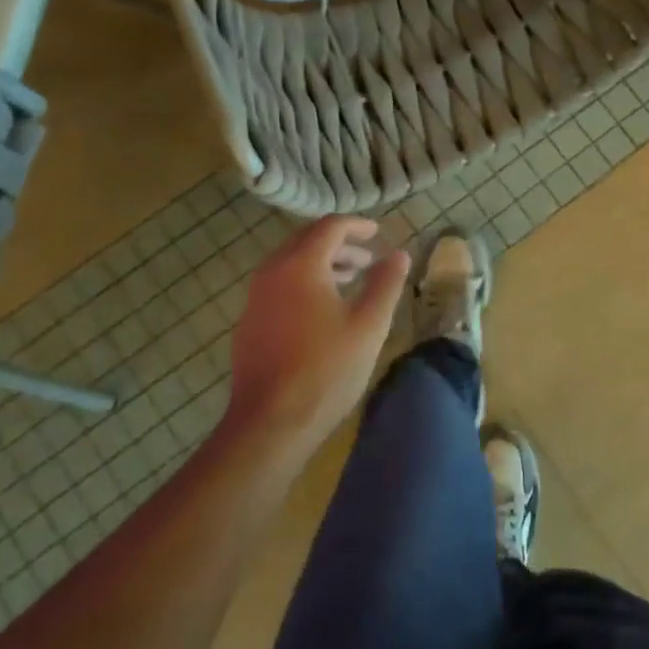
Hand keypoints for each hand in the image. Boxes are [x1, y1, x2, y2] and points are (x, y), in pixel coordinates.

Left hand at [226, 217, 409, 458]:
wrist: (270, 422)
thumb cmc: (326, 370)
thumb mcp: (369, 325)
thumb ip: (386, 283)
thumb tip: (399, 254)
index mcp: (301, 264)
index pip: (330, 227)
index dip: (357, 226)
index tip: (378, 232)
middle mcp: (272, 271)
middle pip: (306, 240)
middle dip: (339, 244)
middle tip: (367, 258)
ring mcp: (255, 297)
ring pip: (290, 263)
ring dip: (321, 263)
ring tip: (349, 281)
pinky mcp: (249, 321)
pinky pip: (279, 285)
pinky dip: (303, 282)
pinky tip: (321, 310)